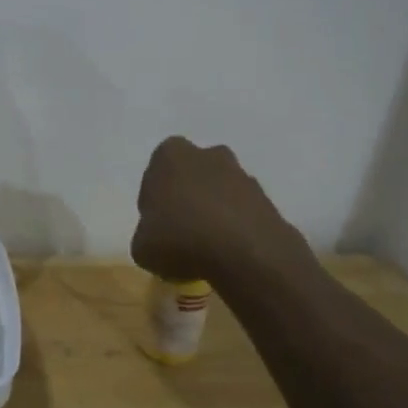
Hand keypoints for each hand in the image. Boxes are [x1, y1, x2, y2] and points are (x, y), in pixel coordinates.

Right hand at [131, 136, 311, 285]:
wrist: (246, 253)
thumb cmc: (180, 239)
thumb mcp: (141, 247)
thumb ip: (146, 234)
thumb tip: (157, 237)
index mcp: (169, 156)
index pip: (155, 173)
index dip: (154, 200)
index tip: (156, 225)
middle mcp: (207, 154)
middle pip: (190, 176)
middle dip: (186, 198)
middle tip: (180, 232)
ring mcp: (240, 174)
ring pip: (218, 191)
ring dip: (213, 212)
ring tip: (207, 247)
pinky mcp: (265, 197)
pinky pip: (241, 210)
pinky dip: (235, 226)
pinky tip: (229, 252)